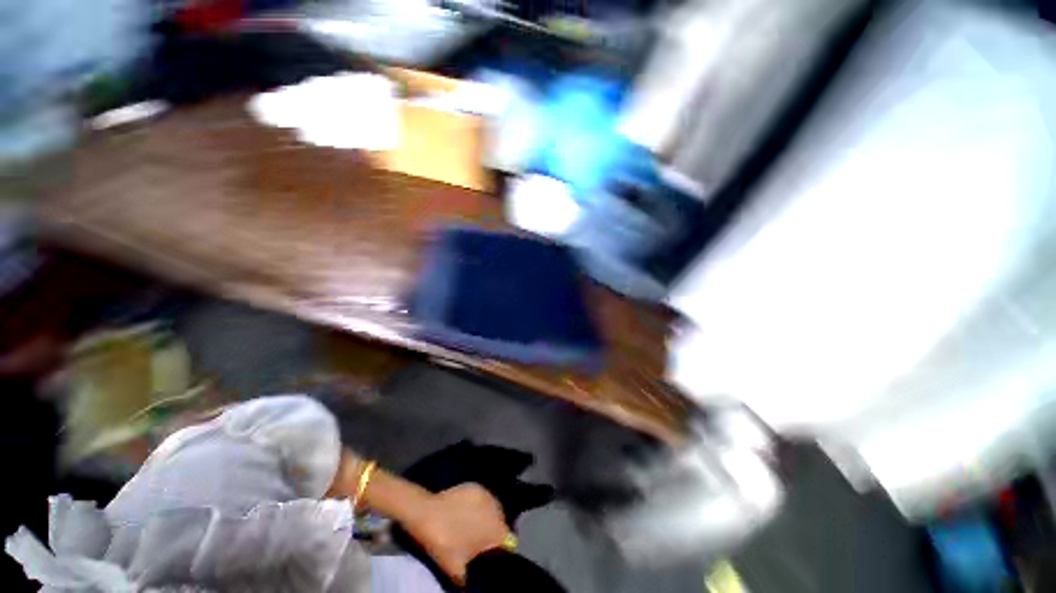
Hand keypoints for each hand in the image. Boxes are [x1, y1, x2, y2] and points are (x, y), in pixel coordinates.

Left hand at [406, 483, 509, 583]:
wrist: (428, 515)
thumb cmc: (445, 542)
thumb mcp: (458, 569)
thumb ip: (471, 577)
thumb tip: (473, 582)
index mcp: (497, 529)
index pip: (509, 540)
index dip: (502, 548)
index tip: (494, 553)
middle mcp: (497, 508)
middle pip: (502, 522)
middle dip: (494, 530)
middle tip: (481, 540)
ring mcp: (487, 494)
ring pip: (493, 508)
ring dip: (488, 516)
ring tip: (475, 525)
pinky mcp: (476, 486)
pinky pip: (484, 498)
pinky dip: (480, 505)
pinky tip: (468, 512)